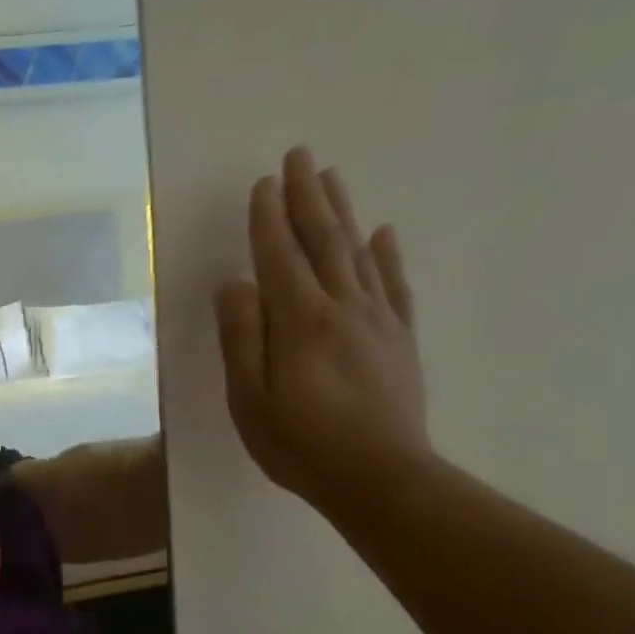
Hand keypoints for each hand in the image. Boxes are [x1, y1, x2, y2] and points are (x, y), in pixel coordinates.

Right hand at [215, 146, 431, 515]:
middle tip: (301, 155)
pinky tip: (382, 233)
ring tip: (333, 177)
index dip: (269, 219)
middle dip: (308, 197)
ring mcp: (377, 321)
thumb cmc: (300, 443)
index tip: (262, 184)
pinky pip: (393, 285)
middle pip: (323, 241)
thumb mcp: (250, 398)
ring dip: (343, 212)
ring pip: (358, 254)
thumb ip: (242, 338)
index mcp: (300, 321)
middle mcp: (342, 307)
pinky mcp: (400, 340)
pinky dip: (387, 255)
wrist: (380, 478)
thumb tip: (234, 285)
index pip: (280, 257)